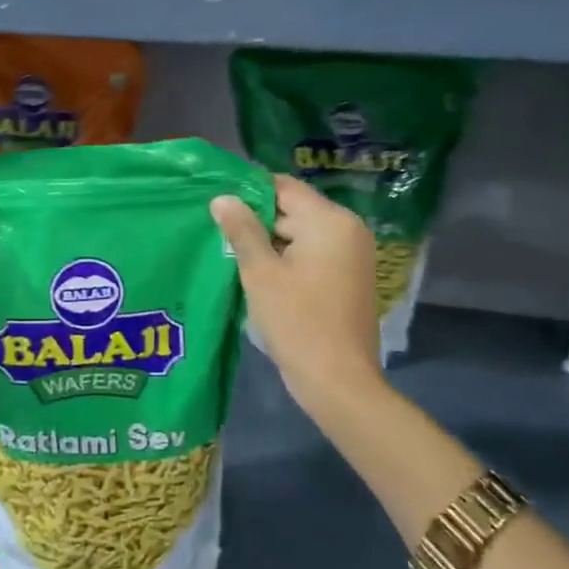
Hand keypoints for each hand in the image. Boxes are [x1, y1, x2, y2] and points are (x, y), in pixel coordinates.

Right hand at [211, 174, 384, 412]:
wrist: (338, 382)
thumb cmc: (297, 321)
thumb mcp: (261, 272)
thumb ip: (241, 229)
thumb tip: (222, 197)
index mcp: (330, 221)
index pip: (282, 187)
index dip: (247, 192)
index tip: (217, 204)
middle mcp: (348, 229)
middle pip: (292, 209)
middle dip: (256, 220)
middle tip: (218, 232)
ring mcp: (352, 254)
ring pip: (299, 233)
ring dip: (269, 242)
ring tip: (232, 253)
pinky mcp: (348, 277)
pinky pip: (311, 253)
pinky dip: (286, 258)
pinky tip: (259, 274)